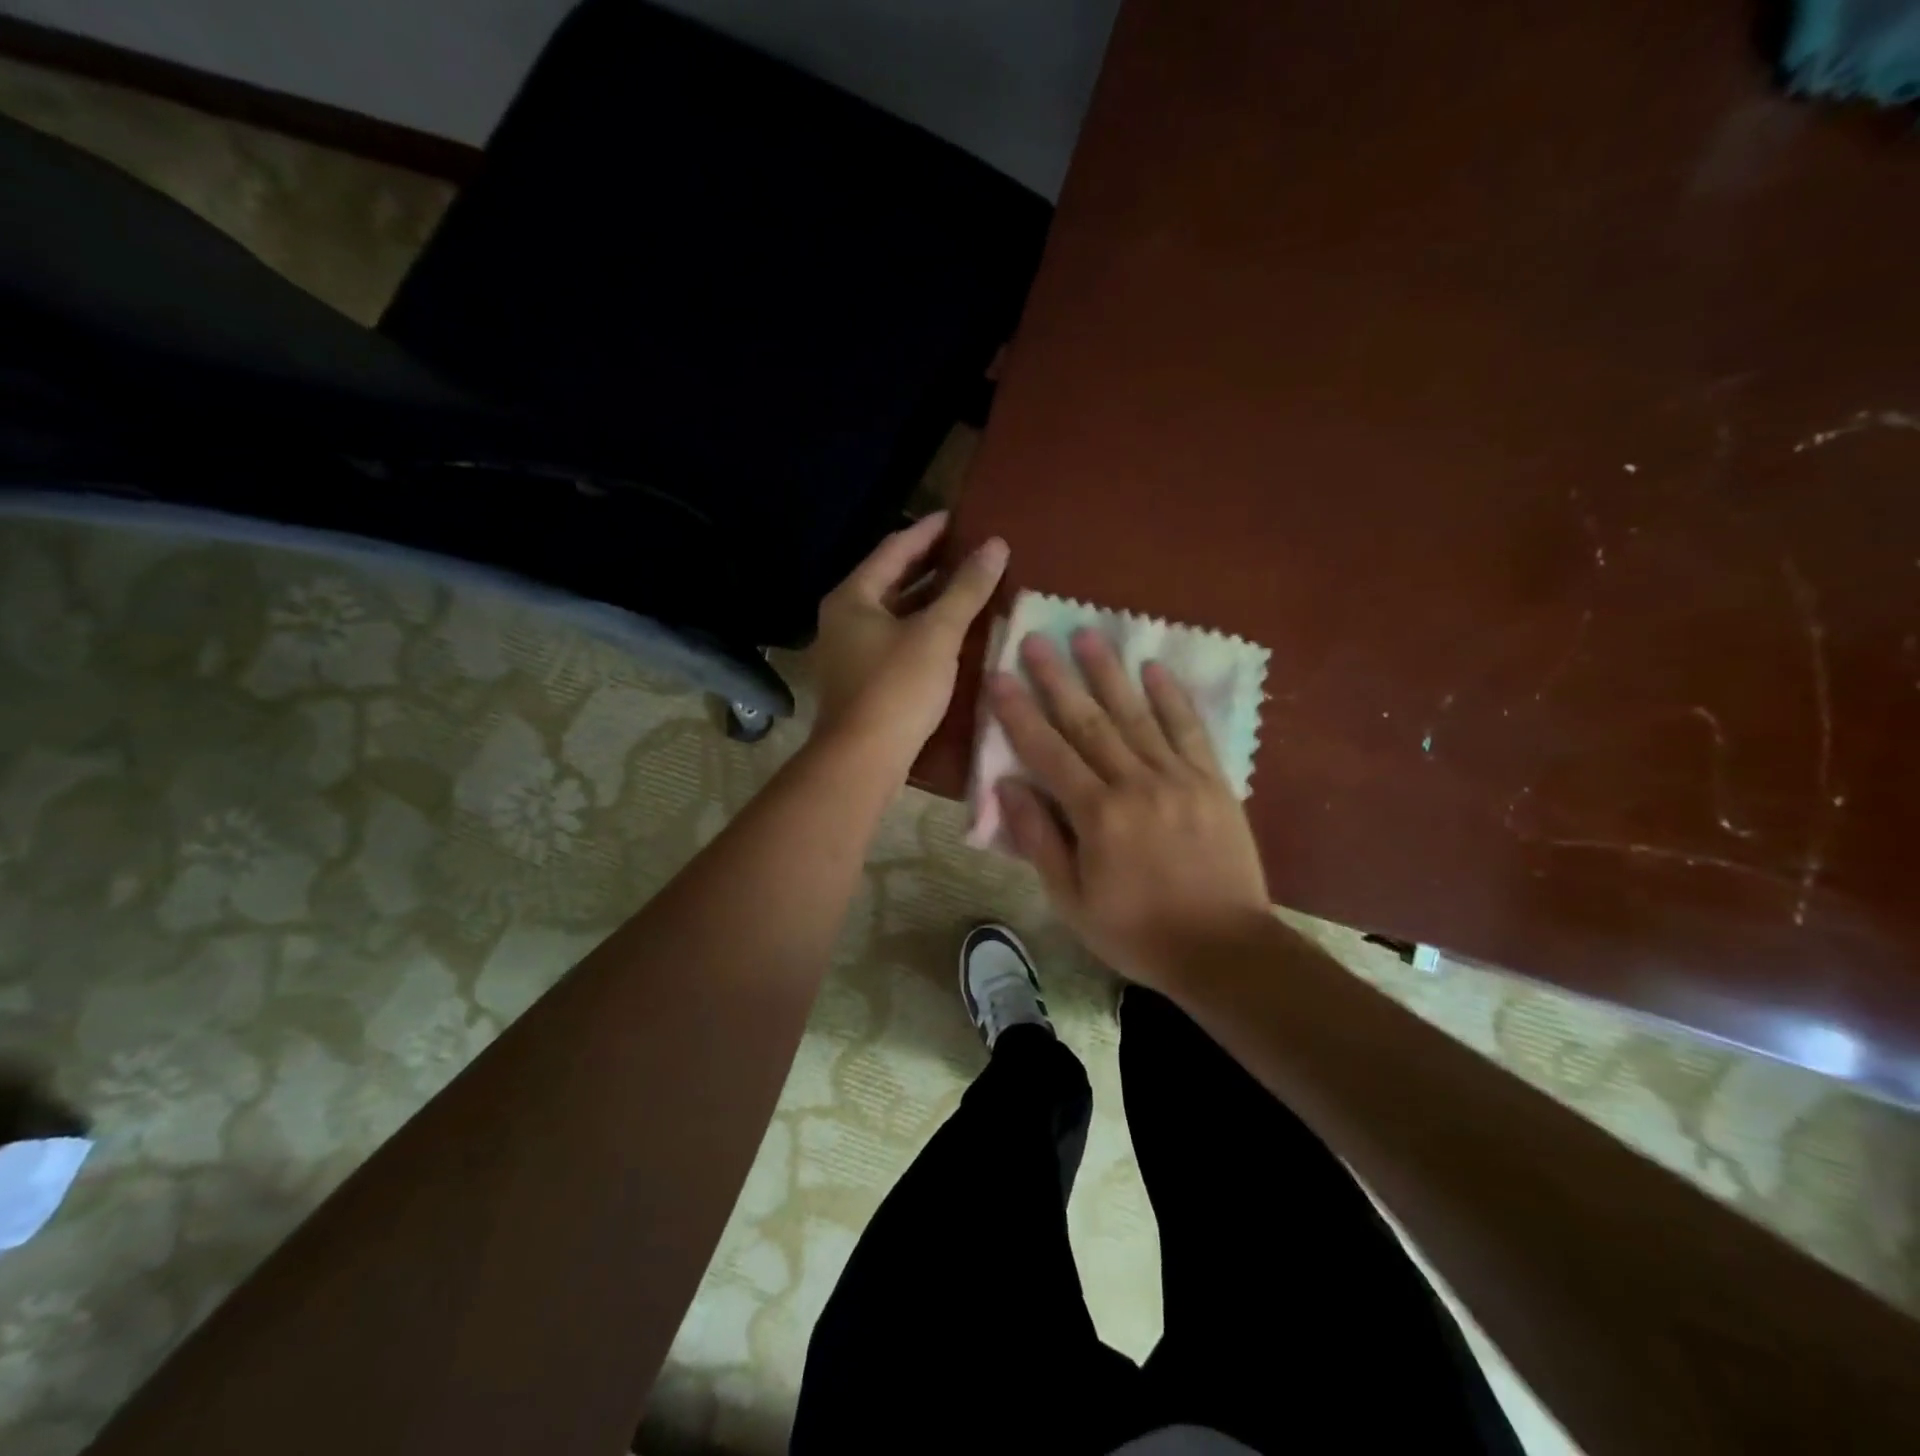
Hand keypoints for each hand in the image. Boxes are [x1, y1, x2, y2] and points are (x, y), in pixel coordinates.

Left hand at [810, 512, 1008, 759]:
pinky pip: (895, 640)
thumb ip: (966, 589)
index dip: (928, 531)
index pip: (894, 549)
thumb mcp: (938, 634)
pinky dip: (922, 629)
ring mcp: (848, 652)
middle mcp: (843, 619)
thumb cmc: (897, 688)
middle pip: (890, 580)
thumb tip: (995, 545)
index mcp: (852, 597)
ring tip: (967, 588)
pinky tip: (951, 633)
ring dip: (928, 600)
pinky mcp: (861, 680)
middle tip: (968, 551)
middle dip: (930, 565)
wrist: (863, 760)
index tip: (958, 518)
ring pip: (894, 613)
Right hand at [988, 629, 1271, 991]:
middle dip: (1057, 678)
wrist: (1225, 950)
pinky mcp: (1213, 781)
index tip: (999, 676)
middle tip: (1036, 638)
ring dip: (1108, 672)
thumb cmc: (1137, 932)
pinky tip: (1155, 667)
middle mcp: (1136, 784)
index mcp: (1097, 816)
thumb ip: (1039, 840)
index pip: (1047, 752)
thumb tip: (1005, 787)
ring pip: (1136, 715)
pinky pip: (1189, 729)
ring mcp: (1179, 777)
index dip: (1019, 713)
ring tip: (1087, 634)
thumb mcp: (1072, 900)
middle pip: (1088, 721)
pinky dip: (1172, 696)